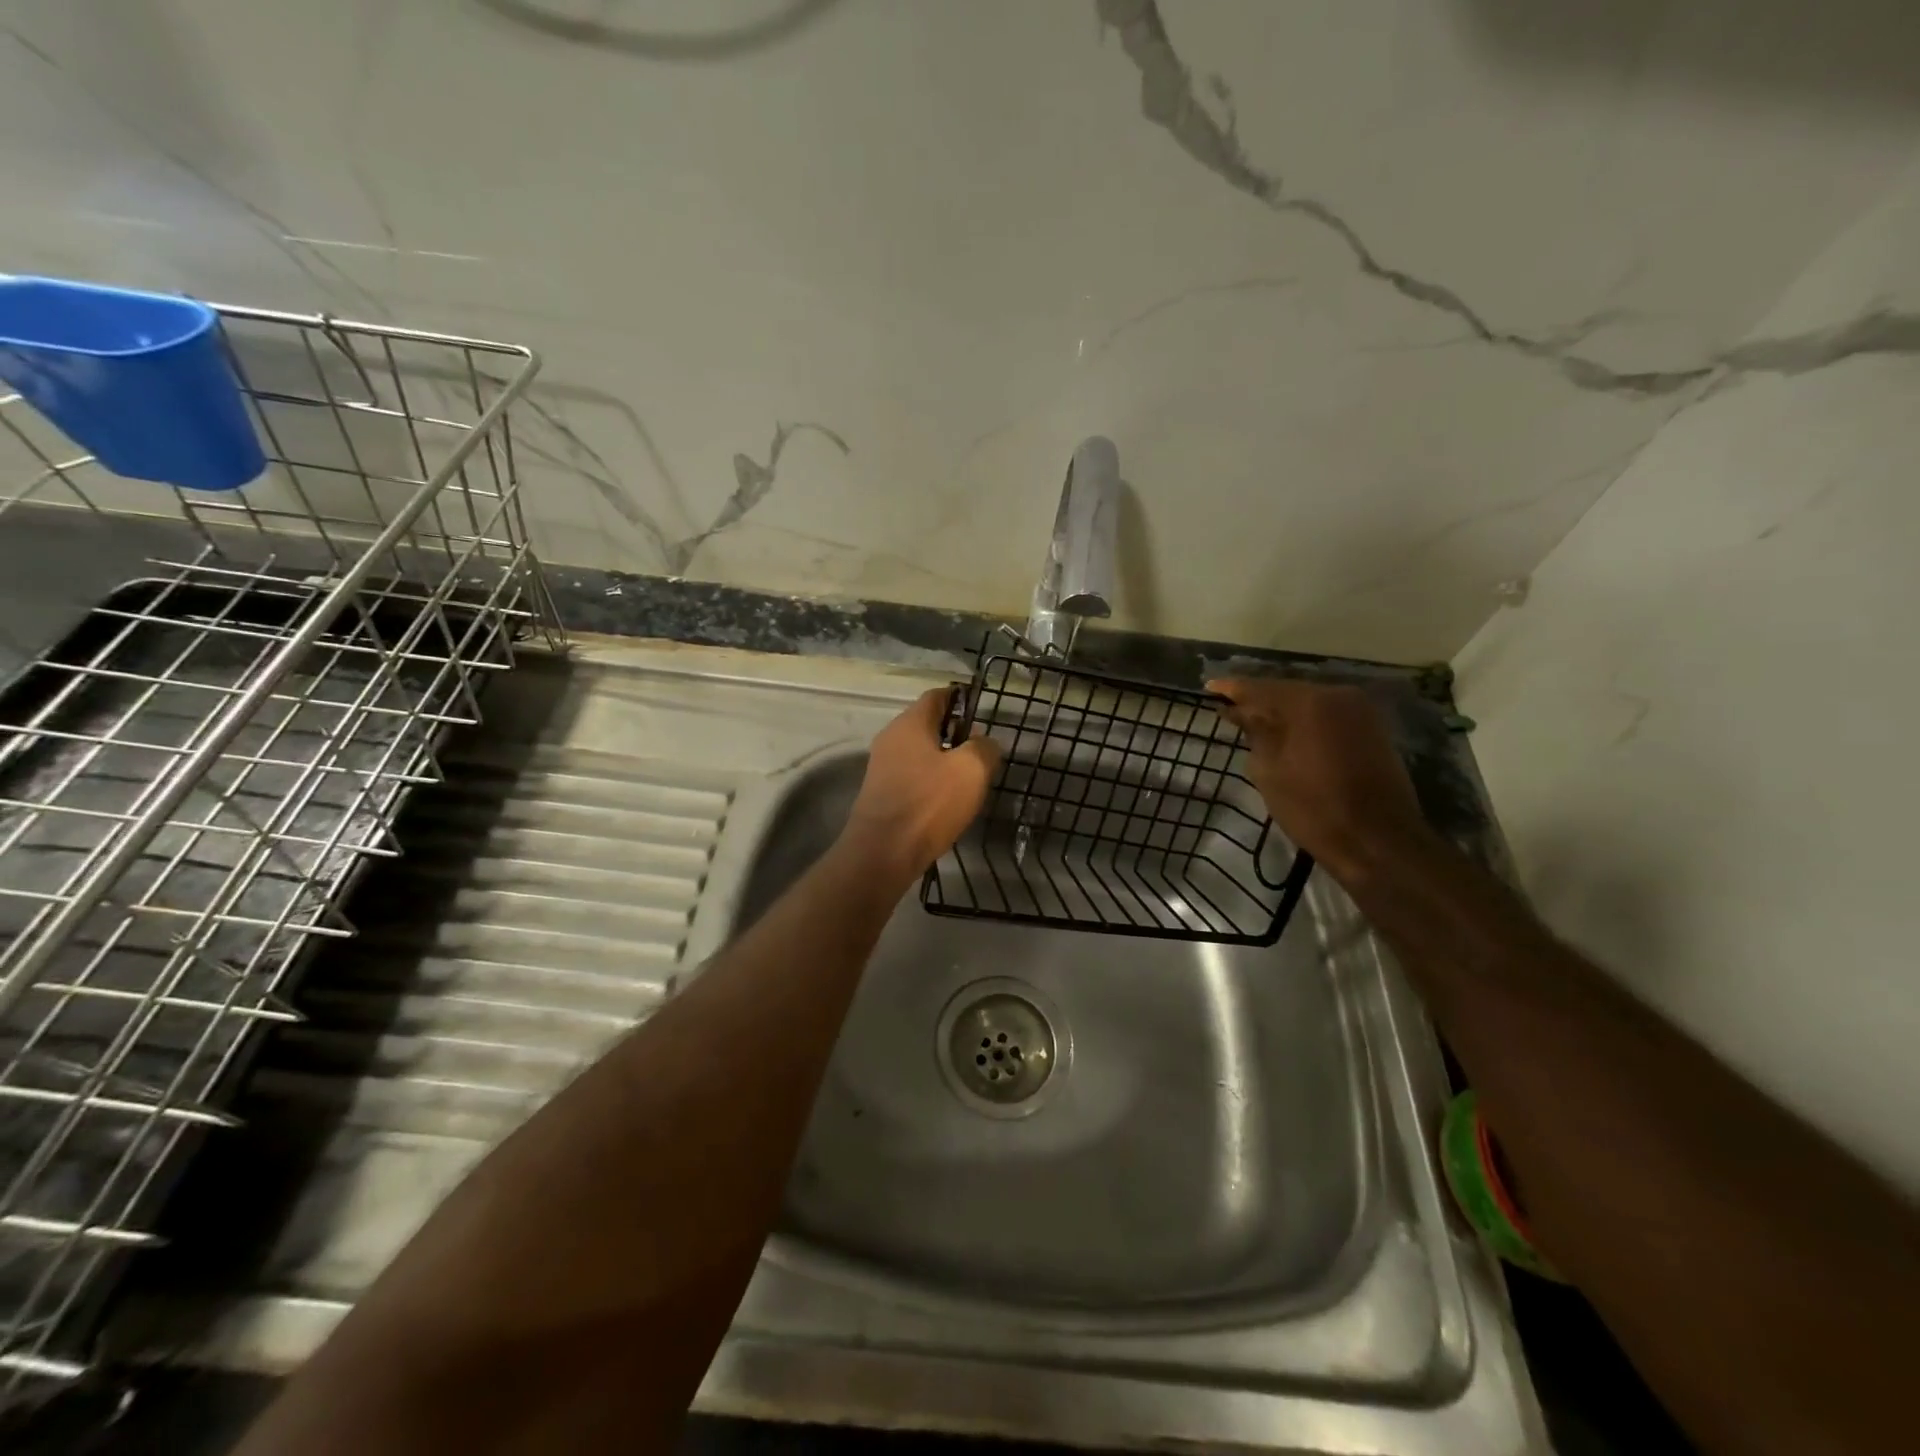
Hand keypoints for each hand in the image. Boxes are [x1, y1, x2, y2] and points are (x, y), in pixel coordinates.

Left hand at [839, 688, 1001, 883]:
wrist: (883, 853)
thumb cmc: (929, 804)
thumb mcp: (971, 770)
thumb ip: (984, 748)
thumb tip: (984, 742)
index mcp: (910, 723)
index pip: (937, 696)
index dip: (961, 699)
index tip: (982, 712)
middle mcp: (891, 738)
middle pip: (927, 724)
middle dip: (955, 733)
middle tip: (981, 751)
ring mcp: (882, 766)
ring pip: (920, 752)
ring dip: (944, 759)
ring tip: (969, 778)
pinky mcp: (881, 793)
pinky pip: (912, 775)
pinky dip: (931, 780)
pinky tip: (947, 800)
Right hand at [1209, 678, 1434, 884]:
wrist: (1378, 842)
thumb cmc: (1314, 809)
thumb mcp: (1269, 772)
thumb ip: (1254, 734)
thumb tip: (1241, 712)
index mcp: (1309, 703)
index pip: (1260, 688)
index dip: (1231, 689)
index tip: (1209, 688)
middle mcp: (1338, 696)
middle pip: (1287, 691)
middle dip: (1258, 700)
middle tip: (1229, 708)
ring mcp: (1360, 712)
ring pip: (1309, 703)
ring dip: (1282, 712)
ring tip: (1253, 721)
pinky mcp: (1372, 729)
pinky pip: (1327, 716)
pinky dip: (1304, 721)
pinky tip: (1286, 733)